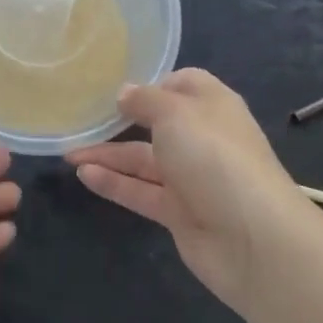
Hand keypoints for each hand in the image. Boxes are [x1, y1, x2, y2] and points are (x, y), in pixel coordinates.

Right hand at [68, 68, 304, 314]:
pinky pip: (141, 192)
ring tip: (68, 152)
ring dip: (108, 155)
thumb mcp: (174, 112)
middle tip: (83, 117)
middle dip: (123, 120)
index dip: (153, 83)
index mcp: (211, 105)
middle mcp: (202, 138)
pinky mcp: (180, 213)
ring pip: (143, 161)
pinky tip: (83, 174)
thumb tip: (124, 93)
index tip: (118, 87)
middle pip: (158, 123)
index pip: (183, 83)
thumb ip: (144, 100)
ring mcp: (192, 178)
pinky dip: (114, 183)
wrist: (254, 239)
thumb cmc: (214, 156)